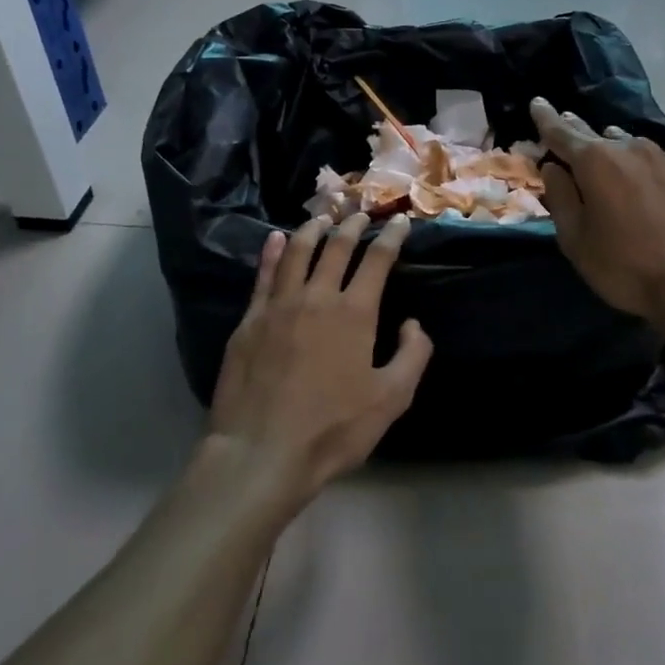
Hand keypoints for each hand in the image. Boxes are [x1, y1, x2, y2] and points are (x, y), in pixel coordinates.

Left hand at [207, 214, 432, 509]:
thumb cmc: (332, 429)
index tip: (401, 221)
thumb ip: (412, 356)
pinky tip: (276, 239)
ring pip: (298, 252)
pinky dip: (273, 252)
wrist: (261, 452)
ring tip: (323, 216)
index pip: (378, 260)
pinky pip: (264, 275)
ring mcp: (279, 305)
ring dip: (313, 229)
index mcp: (355, 313)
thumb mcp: (391, 399)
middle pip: (337, 247)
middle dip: (353, 226)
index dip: (392, 237)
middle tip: (361, 213)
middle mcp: (318, 297)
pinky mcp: (250, 320)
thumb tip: (415, 324)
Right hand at [532, 97, 664, 332]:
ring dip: (617, 151)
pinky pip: (664, 160)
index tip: (537, 103)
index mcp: (595, 162)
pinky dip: (651, 167)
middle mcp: (631, 148)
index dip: (545, 117)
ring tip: (611, 160)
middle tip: (567, 125)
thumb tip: (553, 168)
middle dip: (578, 130)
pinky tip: (655, 184)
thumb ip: (561, 198)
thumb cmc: (628, 267)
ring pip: (632, 146)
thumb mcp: (577, 241)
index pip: (561, 131)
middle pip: (597, 134)